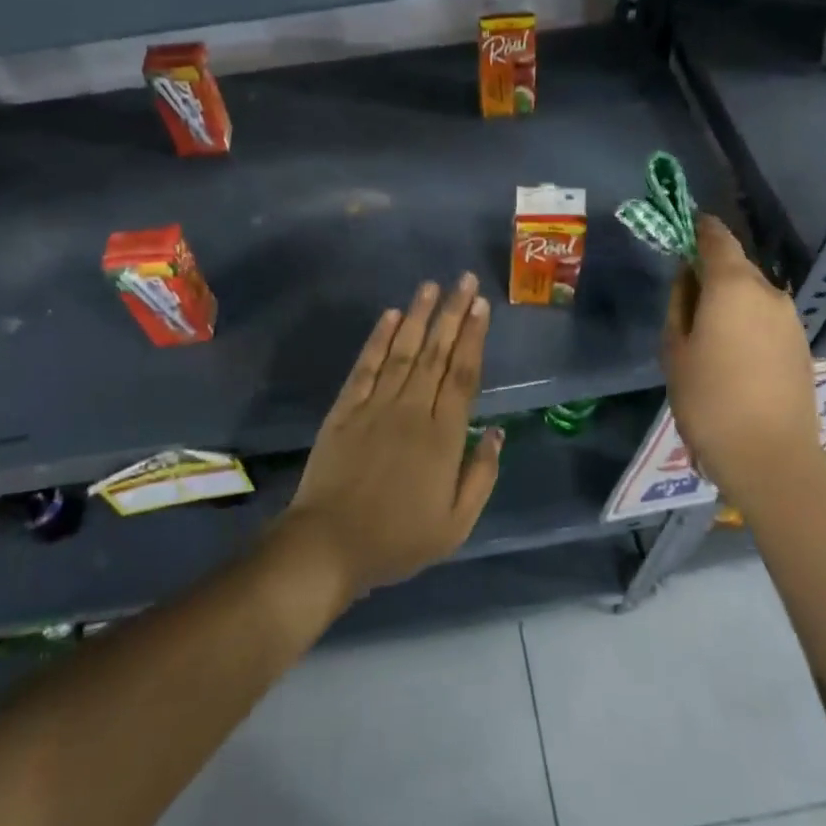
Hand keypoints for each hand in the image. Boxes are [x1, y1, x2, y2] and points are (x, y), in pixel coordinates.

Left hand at [282, 274, 501, 600]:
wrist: (329, 545)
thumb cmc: (398, 540)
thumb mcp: (456, 524)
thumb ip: (481, 475)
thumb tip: (496, 431)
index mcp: (443, 437)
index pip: (463, 375)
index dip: (473, 338)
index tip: (482, 307)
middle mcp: (412, 410)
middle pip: (436, 354)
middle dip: (453, 314)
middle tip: (464, 280)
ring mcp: (375, 406)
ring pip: (402, 351)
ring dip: (418, 316)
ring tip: (432, 286)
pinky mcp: (345, 409)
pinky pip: (366, 366)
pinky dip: (378, 339)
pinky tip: (390, 316)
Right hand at [661, 215, 821, 501]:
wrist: (770, 457)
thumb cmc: (708, 399)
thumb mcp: (675, 349)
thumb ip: (680, 303)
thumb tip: (688, 277)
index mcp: (734, 285)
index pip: (717, 237)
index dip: (699, 228)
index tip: (682, 228)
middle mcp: (769, 293)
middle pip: (737, 266)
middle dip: (712, 270)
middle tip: (685, 293)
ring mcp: (791, 320)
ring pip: (754, 293)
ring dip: (731, 299)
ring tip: (707, 330)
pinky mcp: (802, 345)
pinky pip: (767, 318)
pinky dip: (748, 321)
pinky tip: (732, 351)